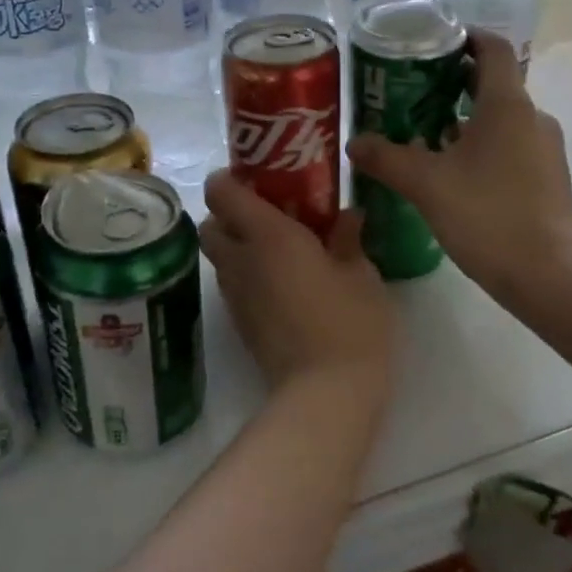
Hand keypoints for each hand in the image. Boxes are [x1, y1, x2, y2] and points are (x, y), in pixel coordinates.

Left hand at [200, 170, 396, 400]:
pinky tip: (284, 283)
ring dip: (238, 245)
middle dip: (229, 214)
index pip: (221, 192)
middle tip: (269, 214)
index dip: (230, 178)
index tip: (258, 177)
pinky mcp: (241, 324)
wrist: (326, 395)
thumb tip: (347, 216)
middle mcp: (241, 261)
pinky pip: (233, 285)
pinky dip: (247, 274)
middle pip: (210, 224)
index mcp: (268, 237)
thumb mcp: (361, 274)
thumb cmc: (350, 323)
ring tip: (280, 248)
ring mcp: (236, 296)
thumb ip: (348, 239)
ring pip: (219, 257)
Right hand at [348, 30, 571, 313]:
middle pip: (492, 82)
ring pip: (499, 118)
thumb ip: (387, 158)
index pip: (492, 48)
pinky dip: (479, 145)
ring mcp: (544, 149)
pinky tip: (450, 171)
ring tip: (421, 133)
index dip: (463, 37)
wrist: (549, 277)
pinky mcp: (546, 178)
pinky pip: (509, 145)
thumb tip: (354, 142)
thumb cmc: (488, 217)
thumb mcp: (427, 185)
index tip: (429, 43)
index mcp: (508, 105)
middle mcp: (532, 117)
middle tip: (409, 91)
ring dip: (463, 118)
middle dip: (451, 82)